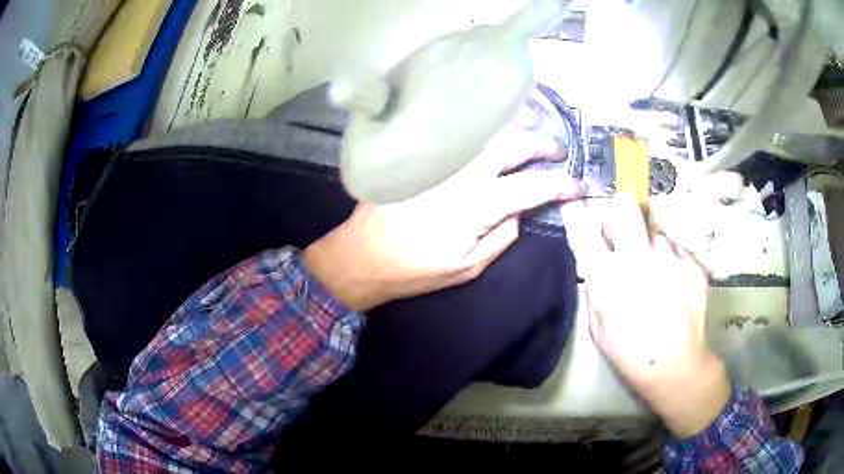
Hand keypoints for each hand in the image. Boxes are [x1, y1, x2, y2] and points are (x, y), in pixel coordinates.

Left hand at [302, 127, 584, 311]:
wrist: (362, 255)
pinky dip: (486, 132)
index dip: (561, 184)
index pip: (533, 186)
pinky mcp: (423, 155)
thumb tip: (521, 212)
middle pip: (513, 144)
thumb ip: (502, 237)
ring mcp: (441, 158)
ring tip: (532, 136)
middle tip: (558, 151)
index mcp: (478, 204)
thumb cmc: (414, 270)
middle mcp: (463, 172)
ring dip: (516, 129)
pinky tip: (494, 136)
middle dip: (543, 144)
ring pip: (487, 132)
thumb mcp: (467, 267)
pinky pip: (461, 136)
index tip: (578, 185)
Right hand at [583, 195, 730, 437]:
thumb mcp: (598, 328)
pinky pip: (677, 250)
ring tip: (657, 275)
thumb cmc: (630, 354)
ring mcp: (671, 257)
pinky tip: (675, 286)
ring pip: (655, 233)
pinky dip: (673, 262)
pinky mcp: (693, 263)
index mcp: (608, 278)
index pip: (583, 230)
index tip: (573, 202)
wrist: (676, 367)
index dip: (575, 212)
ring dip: (651, 247)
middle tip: (624, 232)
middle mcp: (639, 258)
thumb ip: (595, 291)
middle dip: (620, 212)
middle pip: (625, 207)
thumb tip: (596, 264)